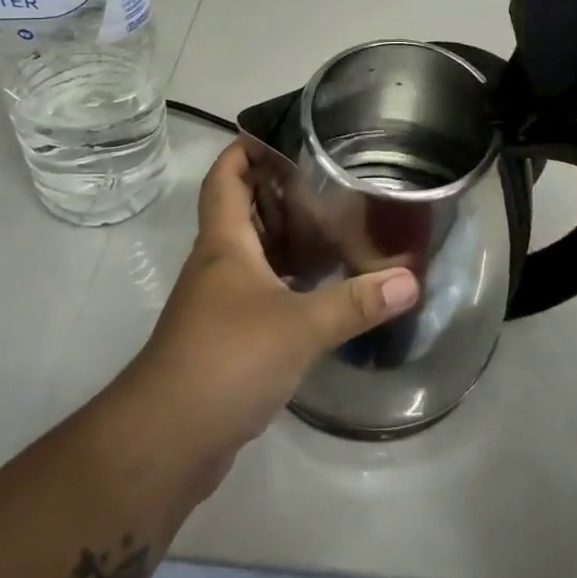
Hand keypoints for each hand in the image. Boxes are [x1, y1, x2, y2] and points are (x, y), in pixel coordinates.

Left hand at [130, 143, 419, 466]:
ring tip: (333, 224)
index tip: (284, 135)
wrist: (166, 442)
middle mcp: (217, 263)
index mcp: (224, 243)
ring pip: (252, 252)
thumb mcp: (299, 327)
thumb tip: (410, 280)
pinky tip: (318, 287)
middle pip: (241, 210)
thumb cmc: (225, 360)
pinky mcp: (225, 337)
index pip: (226, 177)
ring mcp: (217, 302)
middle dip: (277, 189)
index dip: (245, 149)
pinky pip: (258, 290)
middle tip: (327, 177)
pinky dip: (285, 280)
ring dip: (284, 236)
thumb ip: (355, 302)